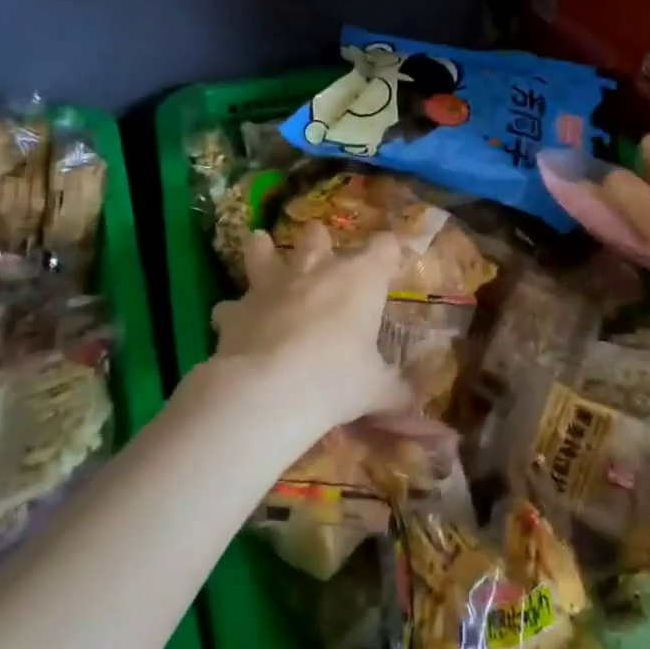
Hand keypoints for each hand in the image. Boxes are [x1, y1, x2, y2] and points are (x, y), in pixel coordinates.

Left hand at [208, 221, 411, 439]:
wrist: (270, 389)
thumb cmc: (337, 378)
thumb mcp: (376, 391)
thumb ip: (396, 395)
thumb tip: (418, 413)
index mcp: (360, 279)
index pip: (384, 247)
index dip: (390, 250)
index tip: (393, 257)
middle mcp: (316, 270)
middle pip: (317, 236)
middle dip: (318, 239)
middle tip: (320, 248)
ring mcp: (271, 286)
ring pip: (262, 252)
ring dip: (261, 251)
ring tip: (259, 245)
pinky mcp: (236, 310)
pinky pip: (231, 305)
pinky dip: (234, 313)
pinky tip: (234, 323)